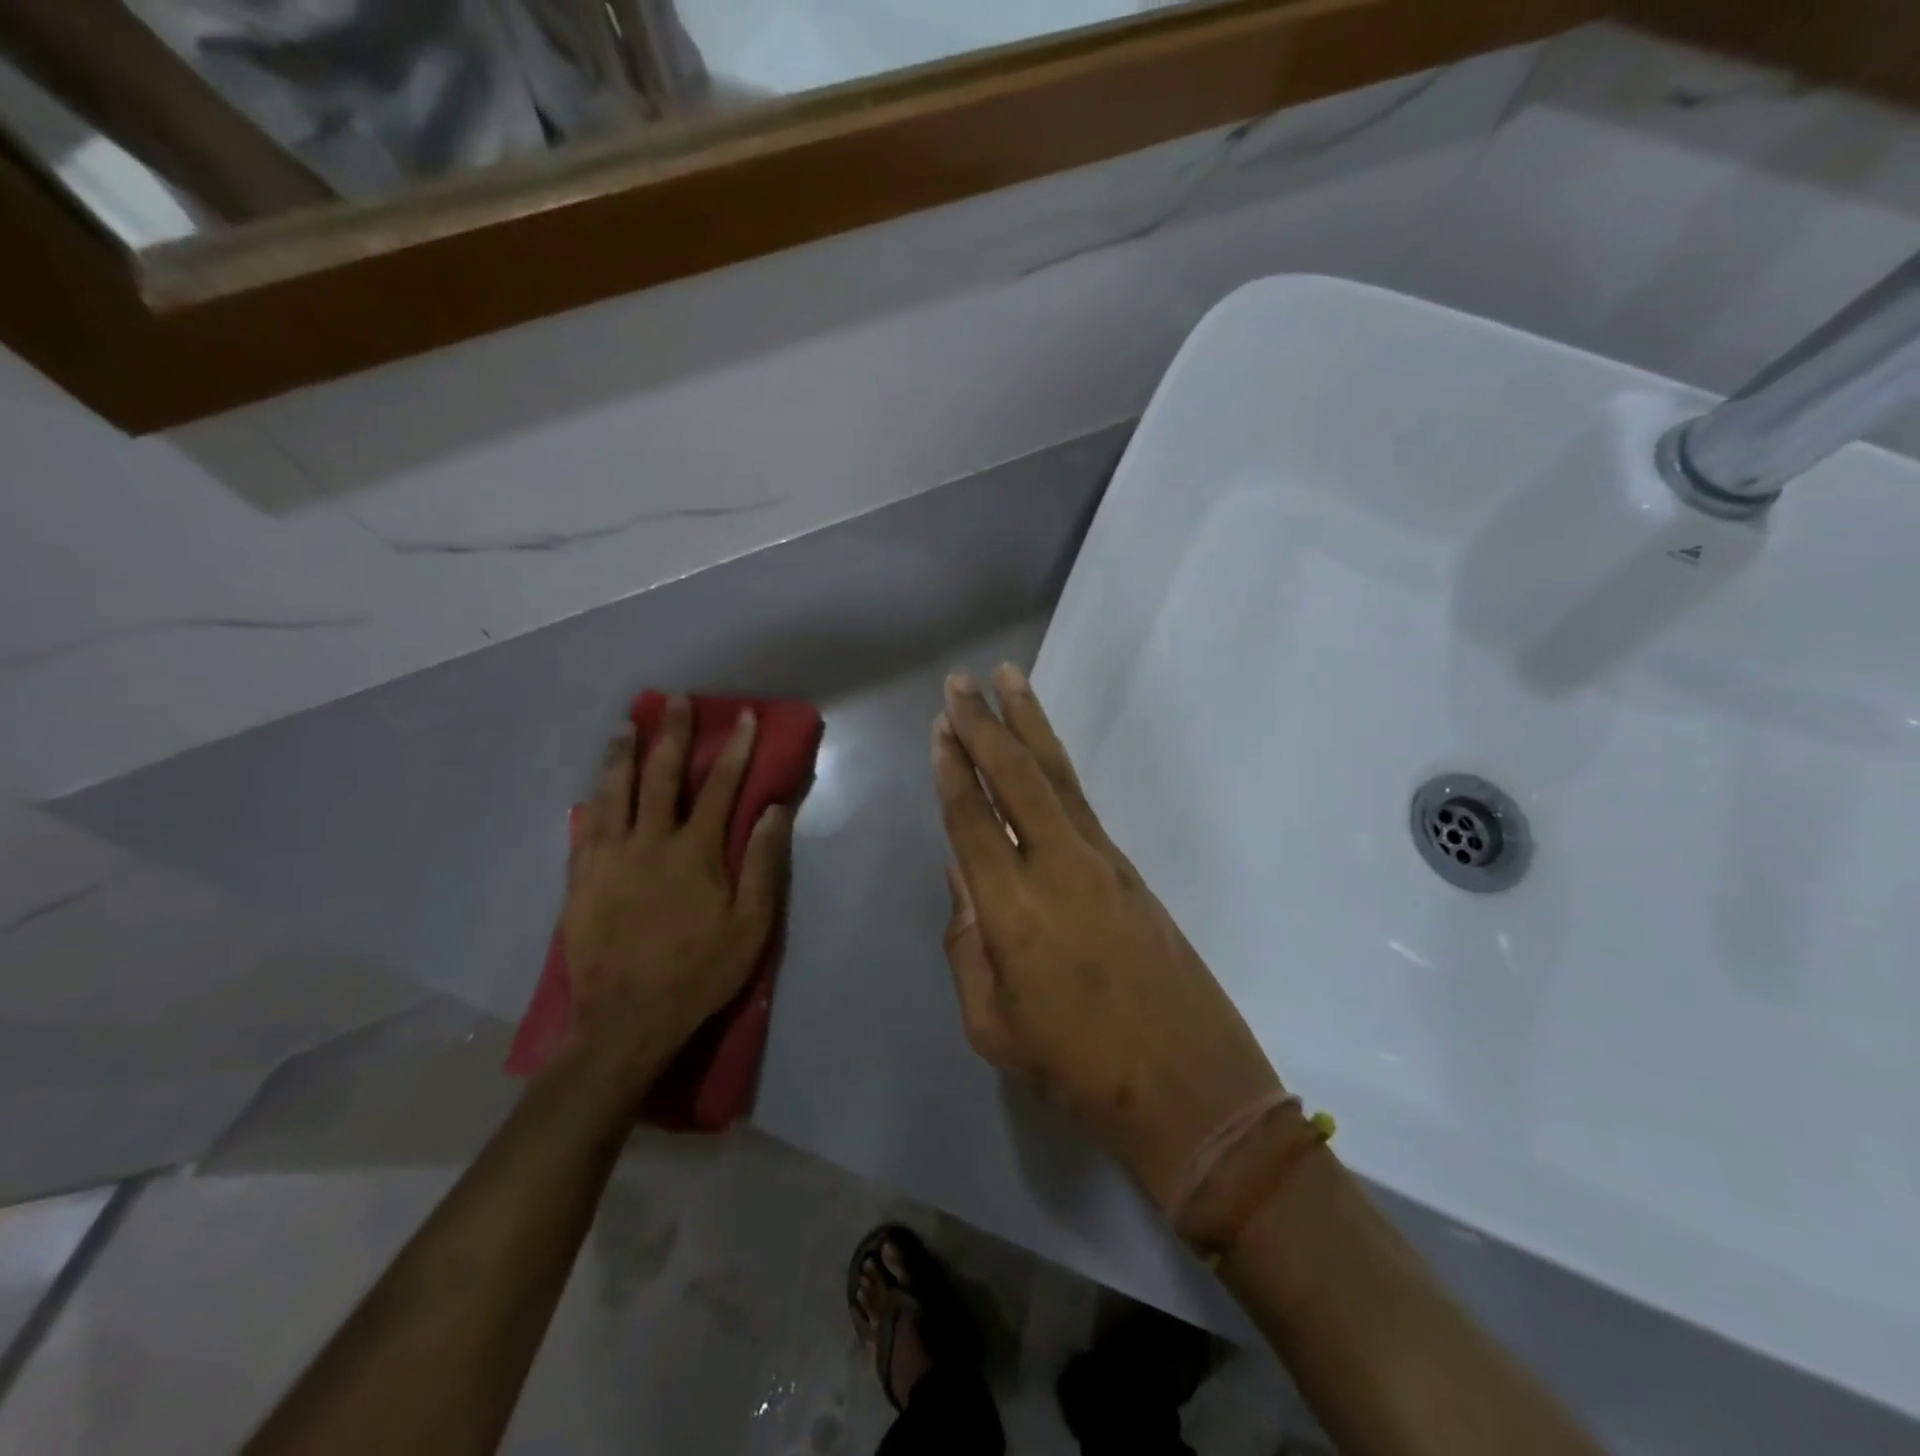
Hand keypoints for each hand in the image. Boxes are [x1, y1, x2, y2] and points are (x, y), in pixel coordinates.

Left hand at [558, 697, 791, 1102]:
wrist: (626, 1021)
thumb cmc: (699, 972)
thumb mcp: (750, 925)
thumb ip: (761, 863)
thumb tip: (772, 810)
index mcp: (694, 851)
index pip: (720, 786)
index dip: (735, 748)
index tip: (742, 717)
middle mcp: (648, 842)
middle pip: (661, 776)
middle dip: (672, 734)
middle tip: (674, 701)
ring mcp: (608, 859)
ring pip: (613, 793)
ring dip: (621, 755)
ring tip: (625, 727)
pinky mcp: (580, 881)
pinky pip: (584, 829)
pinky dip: (591, 802)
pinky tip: (592, 789)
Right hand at [933, 665, 1280, 1210]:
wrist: (1190, 1088)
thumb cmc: (1077, 1070)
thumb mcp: (993, 1024)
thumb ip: (967, 943)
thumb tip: (962, 877)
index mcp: (1013, 911)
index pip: (972, 820)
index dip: (952, 770)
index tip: (940, 726)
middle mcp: (1058, 868)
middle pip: (1016, 777)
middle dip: (984, 724)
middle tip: (961, 681)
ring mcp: (1101, 863)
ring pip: (1057, 776)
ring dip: (1029, 724)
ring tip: (1009, 679)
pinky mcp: (1129, 869)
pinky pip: (1081, 802)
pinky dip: (1055, 766)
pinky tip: (1042, 752)